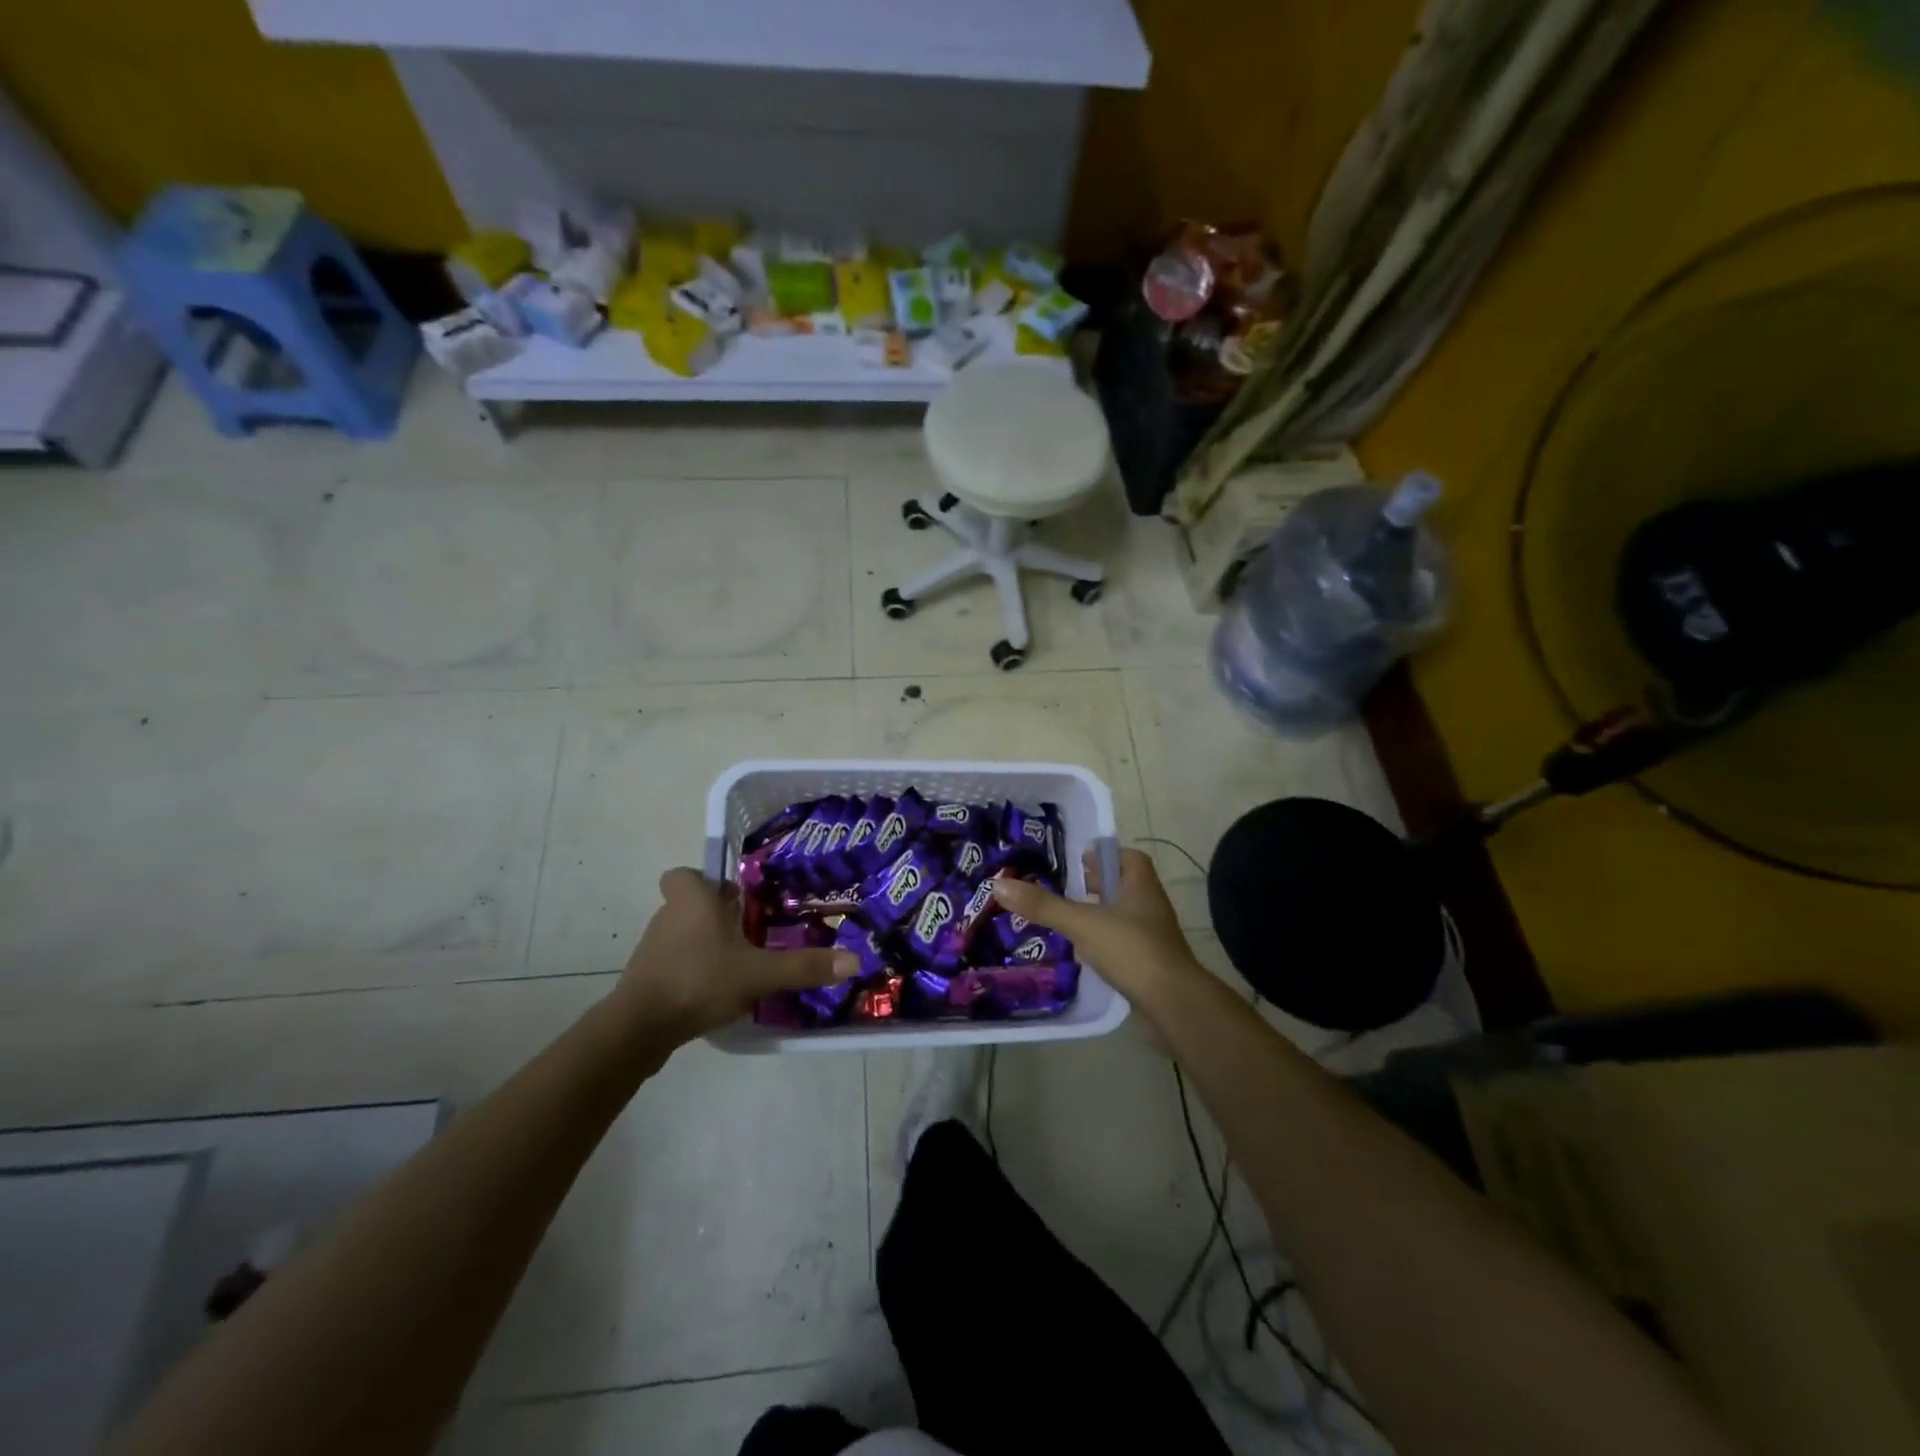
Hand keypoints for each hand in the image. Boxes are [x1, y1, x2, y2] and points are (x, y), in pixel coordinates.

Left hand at [613, 869, 854, 1042]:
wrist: (640, 1028)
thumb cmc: (700, 980)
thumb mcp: (760, 974)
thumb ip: (804, 966)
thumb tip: (854, 960)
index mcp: (693, 900)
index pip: (685, 874)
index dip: (704, 880)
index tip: (732, 897)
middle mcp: (669, 916)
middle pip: (690, 904)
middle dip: (716, 915)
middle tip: (750, 930)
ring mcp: (653, 949)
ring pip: (683, 934)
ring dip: (705, 944)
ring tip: (738, 963)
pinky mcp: (647, 978)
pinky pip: (674, 963)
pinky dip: (692, 970)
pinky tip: (716, 990)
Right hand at [990, 848, 1206, 1016]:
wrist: (1172, 1004)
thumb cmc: (1131, 950)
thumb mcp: (1082, 923)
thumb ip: (1043, 905)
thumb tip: (999, 884)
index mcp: (1142, 887)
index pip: (1130, 859)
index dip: (1107, 856)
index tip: (1080, 861)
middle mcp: (1151, 908)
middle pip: (1125, 887)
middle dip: (1099, 887)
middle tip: (1067, 890)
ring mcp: (1154, 939)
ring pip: (1124, 918)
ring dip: (1100, 917)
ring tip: (1068, 921)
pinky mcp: (1150, 966)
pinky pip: (1124, 946)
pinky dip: (1105, 945)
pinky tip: (1084, 955)